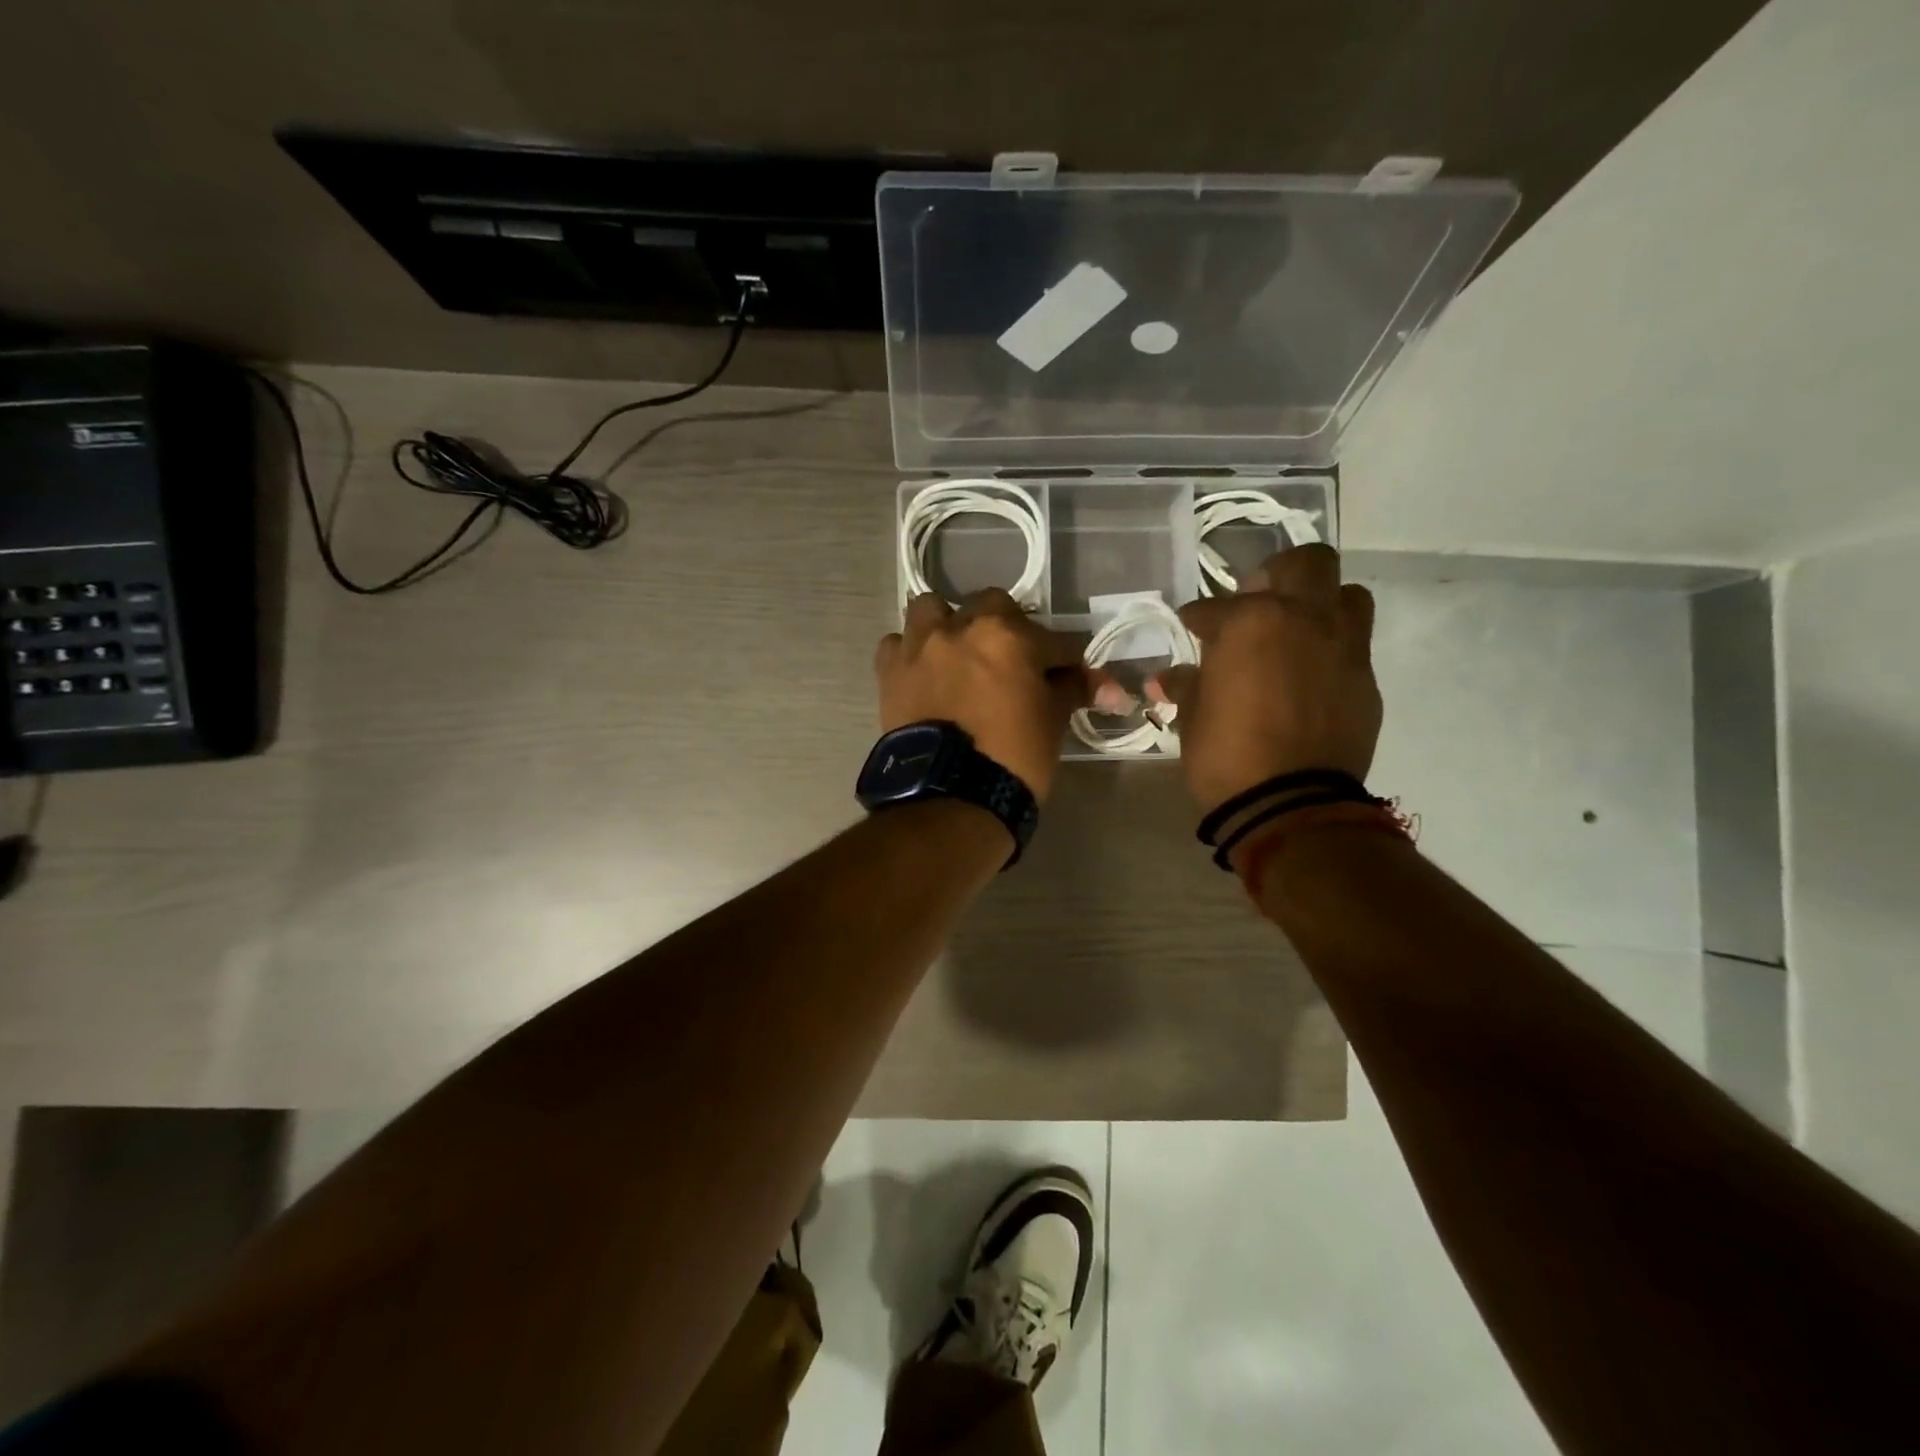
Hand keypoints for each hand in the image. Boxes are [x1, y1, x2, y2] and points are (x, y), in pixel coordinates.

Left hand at [876, 591, 1099, 801]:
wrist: (950, 797)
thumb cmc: (1012, 758)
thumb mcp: (1053, 722)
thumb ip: (1074, 690)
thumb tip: (1109, 688)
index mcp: (1009, 636)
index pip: (1054, 640)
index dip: (1065, 661)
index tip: (1071, 678)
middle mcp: (961, 627)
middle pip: (992, 607)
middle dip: (1007, 628)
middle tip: (1012, 663)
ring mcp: (920, 646)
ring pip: (933, 610)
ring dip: (949, 625)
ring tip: (958, 655)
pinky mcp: (889, 671)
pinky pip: (897, 644)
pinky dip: (911, 654)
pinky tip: (923, 674)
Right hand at [1152, 544, 1381, 815]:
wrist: (1290, 804)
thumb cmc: (1226, 754)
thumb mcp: (1193, 717)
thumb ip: (1185, 685)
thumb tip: (1169, 678)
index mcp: (1252, 622)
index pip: (1215, 606)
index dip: (1198, 617)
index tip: (1191, 627)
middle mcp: (1305, 619)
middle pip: (1307, 563)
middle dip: (1279, 575)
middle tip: (1257, 602)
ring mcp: (1344, 647)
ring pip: (1346, 596)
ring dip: (1320, 604)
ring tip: (1295, 632)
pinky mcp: (1365, 681)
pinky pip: (1352, 646)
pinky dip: (1330, 650)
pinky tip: (1308, 678)